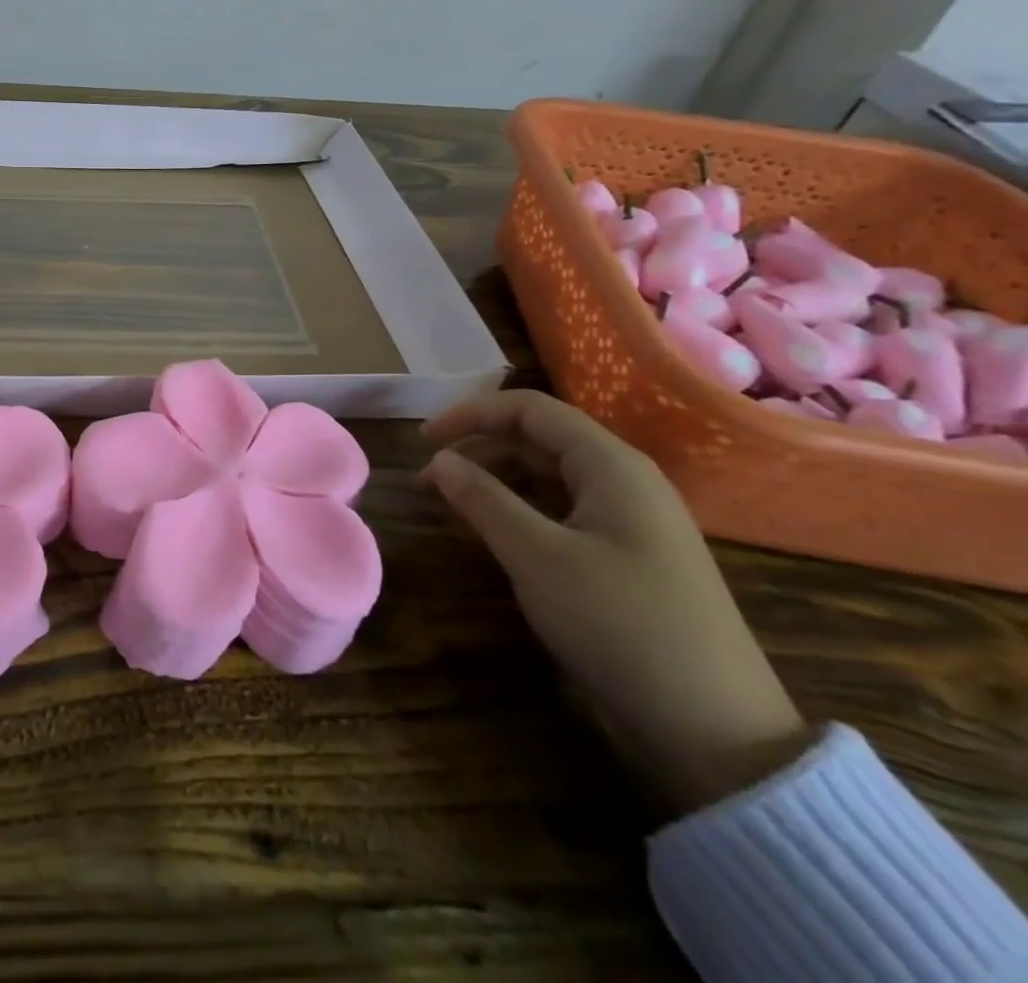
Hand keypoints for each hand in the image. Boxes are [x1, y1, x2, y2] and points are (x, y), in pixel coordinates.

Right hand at [421, 389, 811, 815]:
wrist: (716, 731)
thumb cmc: (620, 625)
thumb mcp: (537, 557)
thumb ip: (482, 498)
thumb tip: (439, 459)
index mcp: (611, 465)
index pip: (529, 409)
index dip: (470, 414)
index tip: (423, 441)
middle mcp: (625, 480)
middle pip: (538, 439)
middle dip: (477, 449)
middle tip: (428, 480)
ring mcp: (631, 519)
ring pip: (549, 475)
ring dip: (495, 480)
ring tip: (452, 505)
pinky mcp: (629, 555)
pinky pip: (563, 510)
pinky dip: (521, 509)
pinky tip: (496, 532)